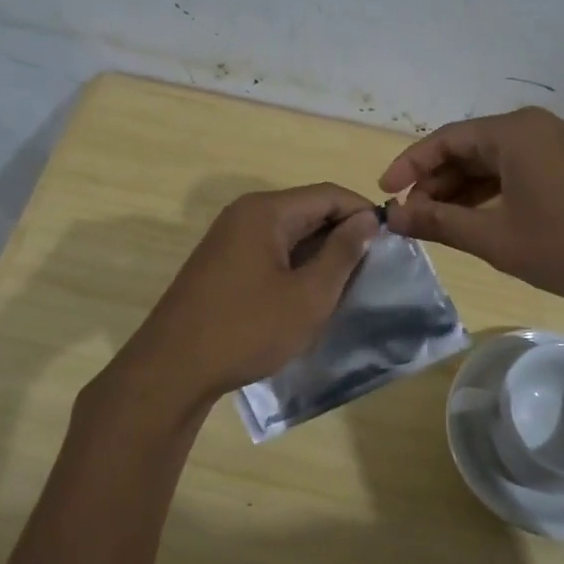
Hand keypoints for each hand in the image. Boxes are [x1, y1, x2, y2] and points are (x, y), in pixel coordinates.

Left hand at [102, 184, 379, 417]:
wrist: (173, 369)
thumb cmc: (247, 330)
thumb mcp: (308, 296)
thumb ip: (342, 253)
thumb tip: (367, 219)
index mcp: (266, 211)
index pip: (328, 194)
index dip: (363, 213)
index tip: (390, 243)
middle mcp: (244, 214)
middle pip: (307, 210)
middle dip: (342, 235)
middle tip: (371, 269)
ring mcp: (228, 239)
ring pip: (288, 233)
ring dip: (319, 253)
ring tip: (345, 285)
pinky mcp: (220, 264)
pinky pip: (269, 251)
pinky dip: (294, 266)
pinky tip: (307, 295)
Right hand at [379, 107, 563, 301]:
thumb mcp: (497, 239)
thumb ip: (442, 223)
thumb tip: (396, 216)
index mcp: (511, 133)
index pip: (443, 140)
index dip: (409, 166)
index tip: (385, 194)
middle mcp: (532, 128)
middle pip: (468, 147)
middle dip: (435, 181)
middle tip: (412, 216)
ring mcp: (556, 145)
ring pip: (493, 161)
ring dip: (462, 189)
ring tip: (439, 222)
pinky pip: (517, 170)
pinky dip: (492, 192)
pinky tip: (480, 218)